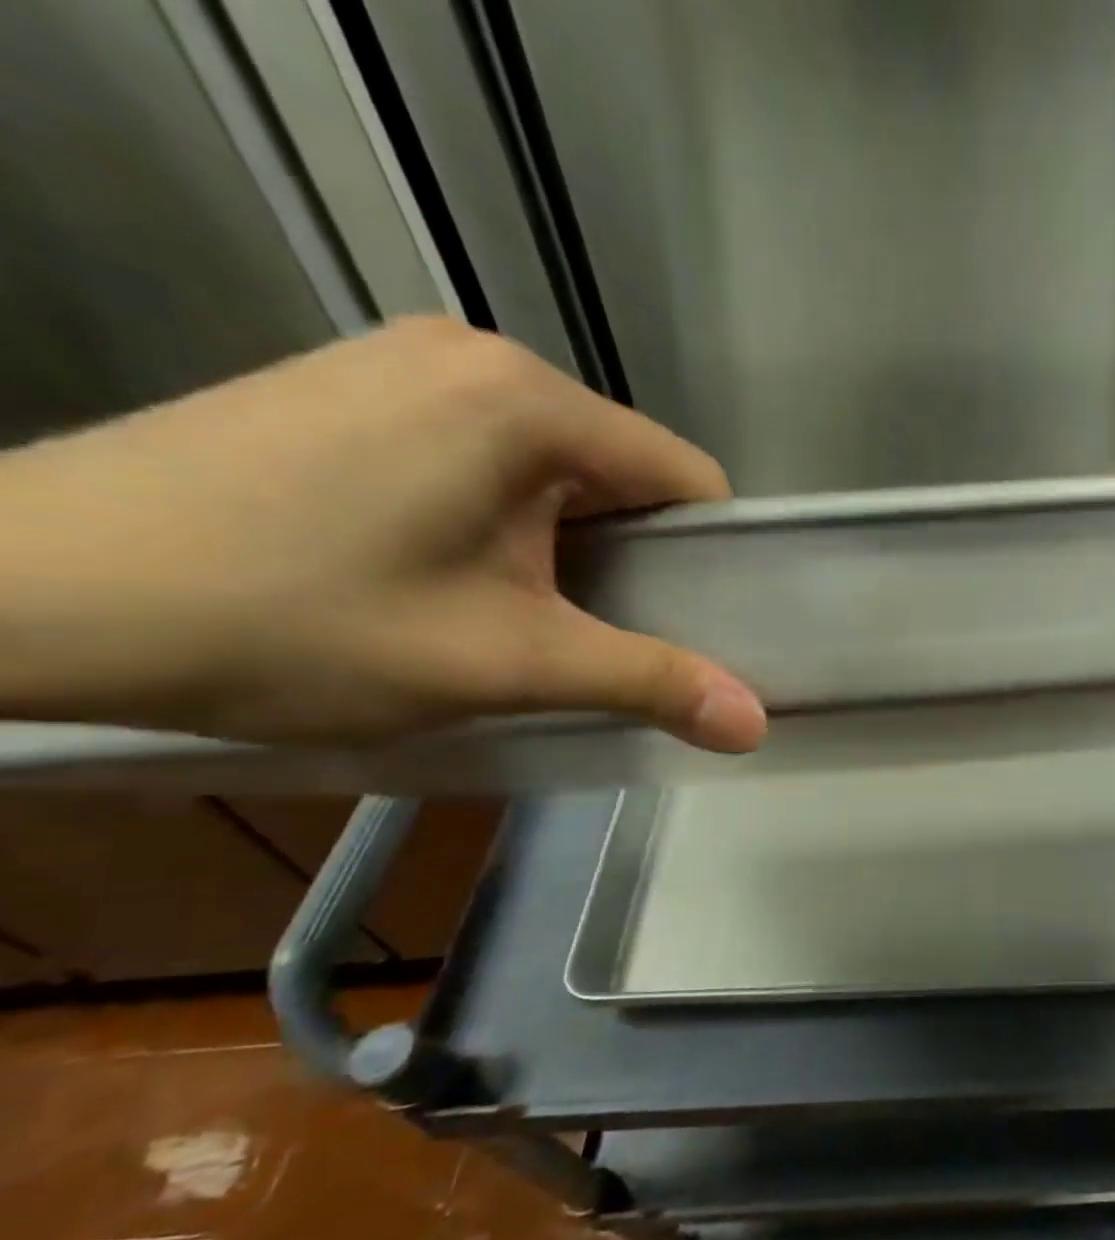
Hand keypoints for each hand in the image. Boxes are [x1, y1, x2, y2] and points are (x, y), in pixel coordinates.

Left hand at [0, 317, 766, 748]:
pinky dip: (507, 516)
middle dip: (633, 556)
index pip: (685, 476)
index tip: (696, 626)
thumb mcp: (504, 663)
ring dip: (568, 542)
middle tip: (604, 636)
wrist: (27, 592)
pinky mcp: (356, 384)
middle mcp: (478, 356)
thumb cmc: (296, 624)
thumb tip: (755, 723)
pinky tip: (456, 571)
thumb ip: (647, 681)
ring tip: (527, 613)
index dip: (709, 557)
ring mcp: (408, 361)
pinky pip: (487, 451)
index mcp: (529, 402)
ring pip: (554, 464)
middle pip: (621, 468)